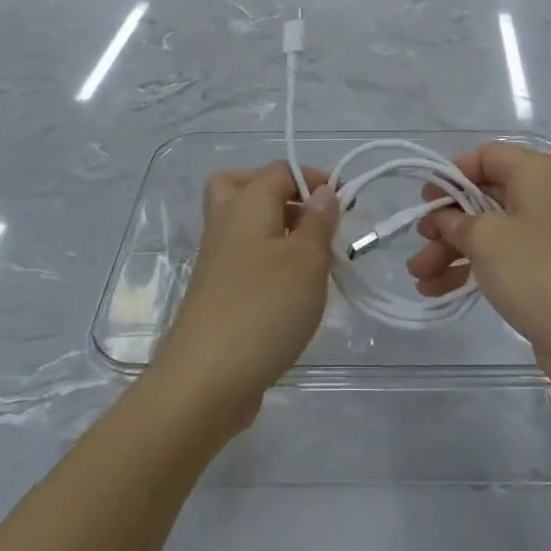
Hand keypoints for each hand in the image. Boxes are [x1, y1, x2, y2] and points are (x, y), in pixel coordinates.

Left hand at [152, 162, 338, 433]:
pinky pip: (243, 258)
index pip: (280, 170)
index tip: (345, 205)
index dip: (314, 179)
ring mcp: (216, 260)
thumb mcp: (307, 260)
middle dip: (281, 194)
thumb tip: (323, 192)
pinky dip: (267, 261)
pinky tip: (293, 291)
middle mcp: (224, 223)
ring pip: (243, 224)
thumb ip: (319, 222)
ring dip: (277, 230)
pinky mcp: (216, 293)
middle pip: (243, 186)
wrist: (206, 380)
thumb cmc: (264, 308)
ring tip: (312, 258)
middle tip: (311, 219)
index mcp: (245, 204)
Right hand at [407, 143, 550, 400]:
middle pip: (483, 196)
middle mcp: (544, 196)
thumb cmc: (538, 272)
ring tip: (418, 277)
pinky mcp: (547, 269)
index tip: (425, 202)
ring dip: (451, 251)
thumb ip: (456, 221)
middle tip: (418, 243)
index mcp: (536, 173)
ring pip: (489, 231)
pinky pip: (502, 258)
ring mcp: (547, 235)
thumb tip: (445, 218)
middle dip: (445, 223)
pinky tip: (438, 290)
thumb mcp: (486, 239)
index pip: (485, 156)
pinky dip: (472, 269)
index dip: (451, 175)